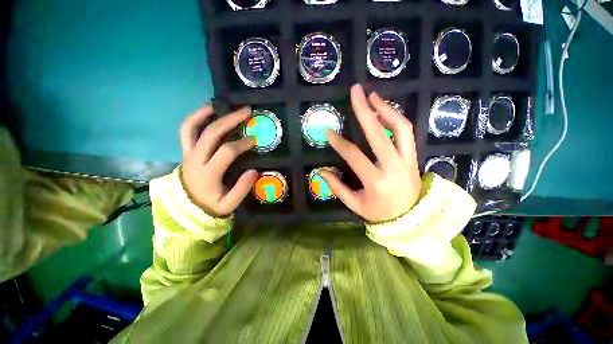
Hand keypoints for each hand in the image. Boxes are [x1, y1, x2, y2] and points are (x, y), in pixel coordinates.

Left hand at [180, 105, 257, 216]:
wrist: (186, 209)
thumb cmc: (210, 207)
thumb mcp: (228, 205)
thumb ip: (241, 189)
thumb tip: (254, 171)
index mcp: (207, 173)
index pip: (226, 151)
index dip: (242, 143)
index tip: (255, 140)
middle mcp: (195, 159)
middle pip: (211, 133)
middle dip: (230, 120)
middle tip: (246, 112)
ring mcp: (187, 153)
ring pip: (192, 127)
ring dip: (207, 113)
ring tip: (222, 104)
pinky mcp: (185, 151)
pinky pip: (186, 131)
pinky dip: (195, 118)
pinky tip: (207, 111)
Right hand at [320, 84, 421, 222]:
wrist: (411, 219)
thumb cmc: (379, 213)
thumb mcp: (355, 204)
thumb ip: (338, 188)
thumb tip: (321, 172)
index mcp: (375, 181)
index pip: (354, 156)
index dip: (339, 143)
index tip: (328, 132)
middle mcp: (392, 166)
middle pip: (377, 133)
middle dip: (364, 110)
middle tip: (355, 92)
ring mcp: (406, 159)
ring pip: (399, 127)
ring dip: (385, 109)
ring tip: (372, 96)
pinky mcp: (413, 156)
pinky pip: (407, 132)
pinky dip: (395, 118)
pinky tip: (384, 111)